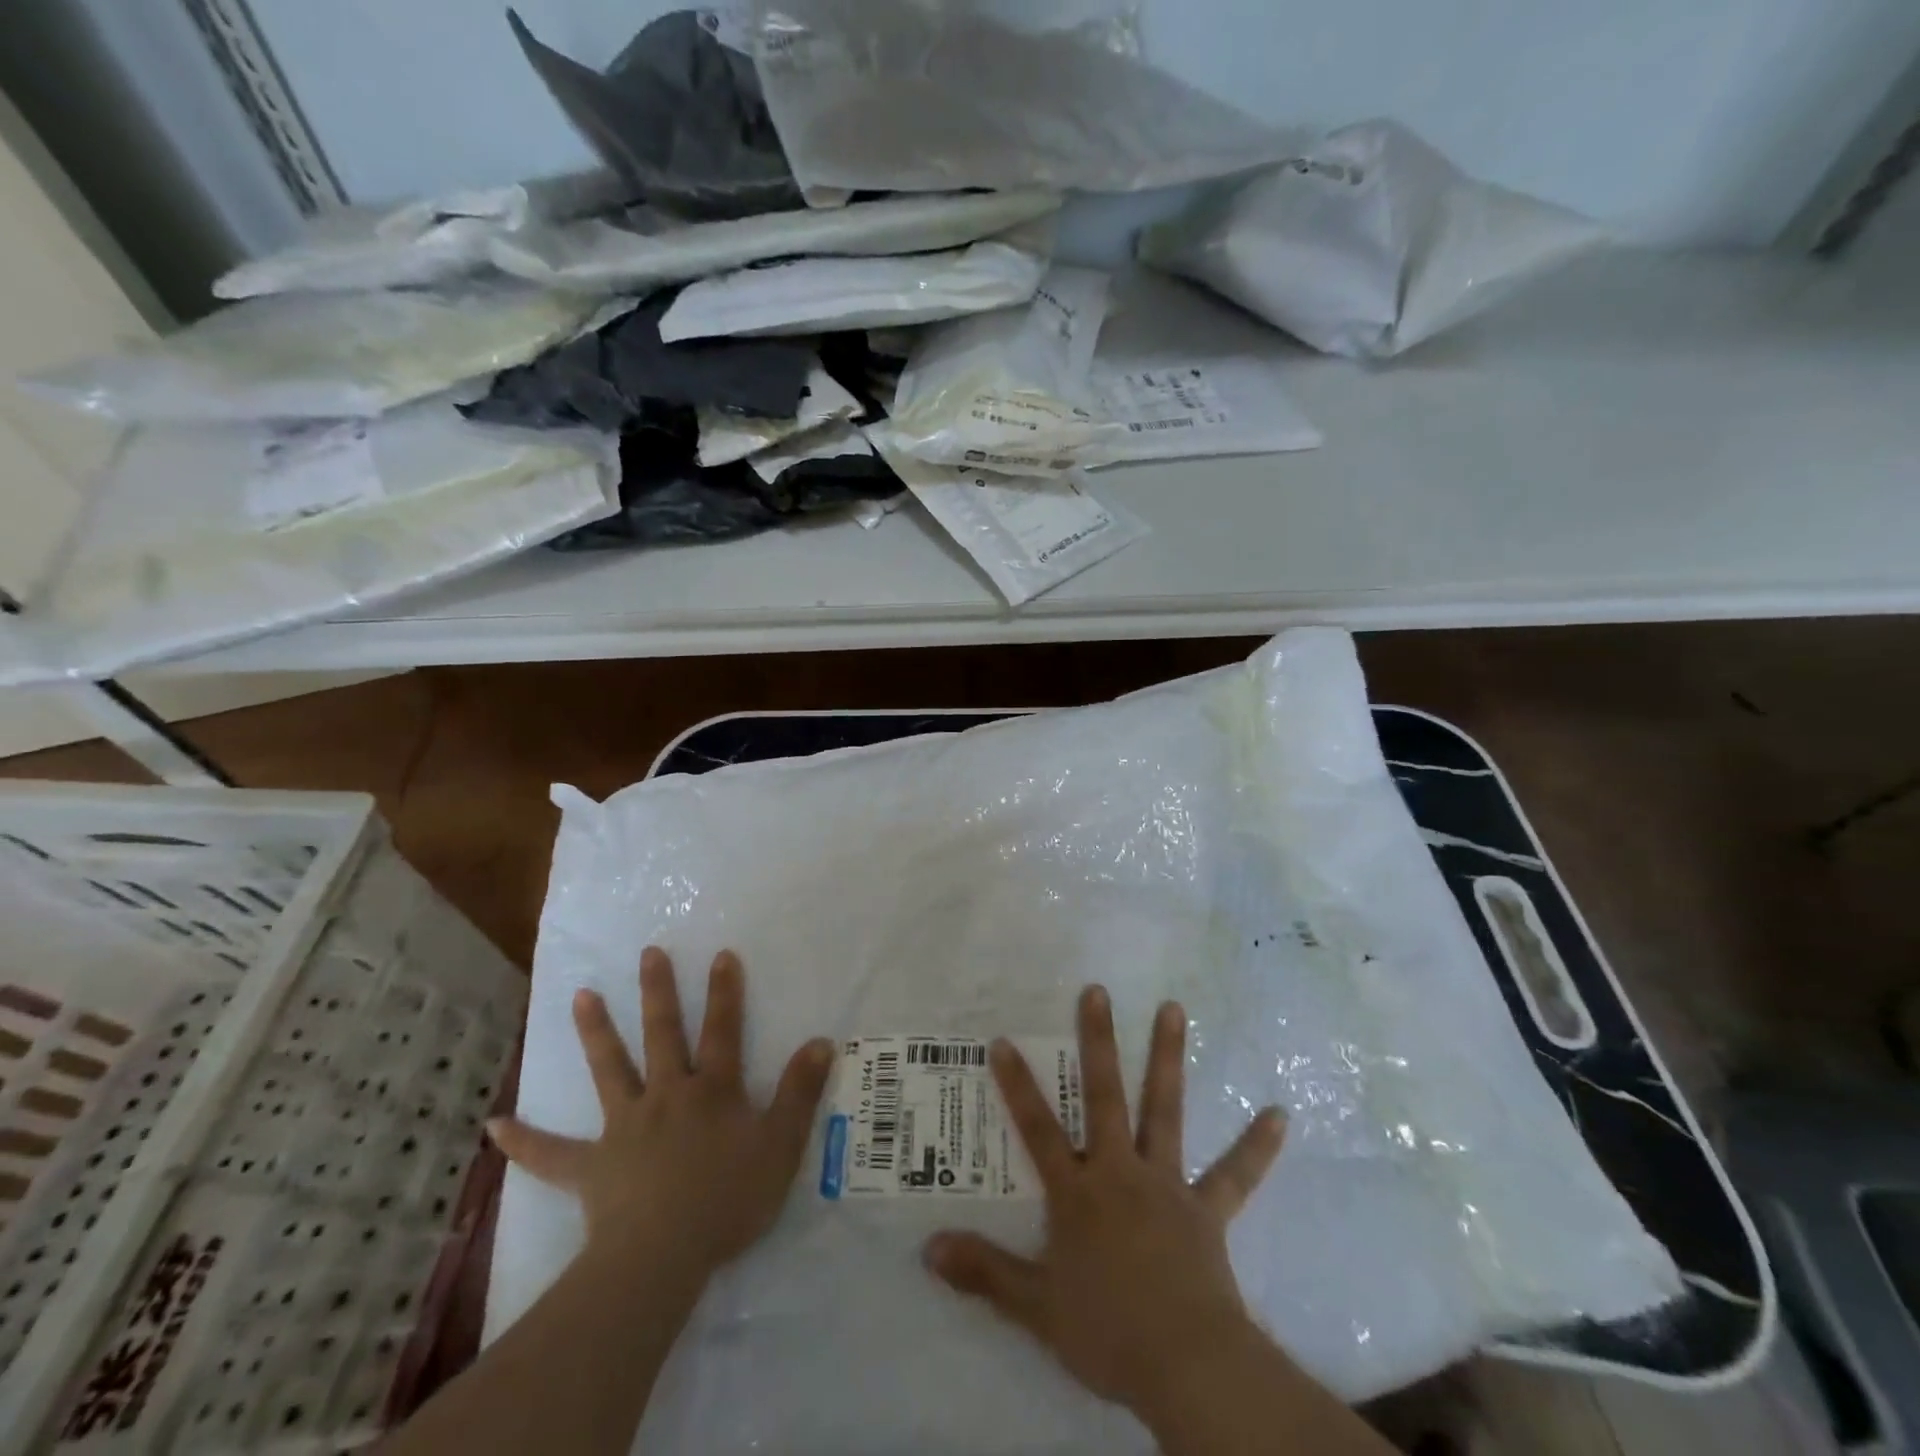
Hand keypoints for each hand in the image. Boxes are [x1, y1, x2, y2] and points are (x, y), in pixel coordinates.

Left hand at [488, 946, 834, 1280]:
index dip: (725, 992)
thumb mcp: (780, 1145)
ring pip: (609, 1070)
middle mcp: (666, 1095)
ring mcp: (624, 1127)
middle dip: (658, 992)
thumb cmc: (727, 1200)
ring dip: (596, 1032)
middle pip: (662, 1034)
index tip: (721, 954)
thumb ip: (800, 1092)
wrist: (662, 1256)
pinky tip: (493, 1125)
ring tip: (581, 996)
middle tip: (648, 953)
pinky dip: (523, 1141)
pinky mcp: (591, 1167)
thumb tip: (821, 1041)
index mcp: (711, 1090)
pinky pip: (550, 1154)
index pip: (723, 1030)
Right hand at [926, 985, 1285, 1421]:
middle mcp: (1120, 1171)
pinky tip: (1281, 1114)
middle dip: (1098, 1041)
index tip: (1004, 1040)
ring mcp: (1167, 1184)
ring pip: (1165, 1110)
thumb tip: (927, 1248)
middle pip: (1105, 1096)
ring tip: (1174, 1008)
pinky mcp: (1207, 1210)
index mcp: (1078, 1192)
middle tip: (1098, 990)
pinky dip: (1257, 1146)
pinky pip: (1235, 1175)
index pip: (1038, 1129)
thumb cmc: (1106, 1332)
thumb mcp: (1034, 1307)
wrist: (1185, 1367)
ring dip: (1168, 1057)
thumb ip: (984, 1273)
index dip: (1018, 1085)